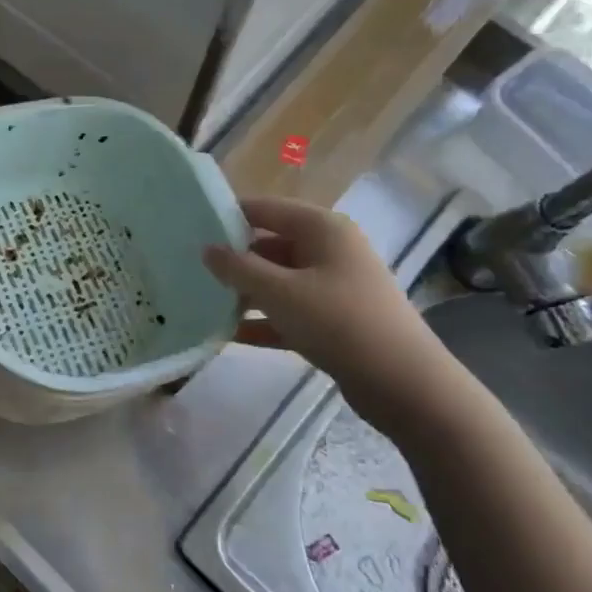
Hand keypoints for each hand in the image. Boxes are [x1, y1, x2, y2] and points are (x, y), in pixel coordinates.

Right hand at [203, 198, 450, 404]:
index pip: (264, 209)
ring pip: (278, 281)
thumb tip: (207, 249)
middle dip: (233, 259)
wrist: (403, 383)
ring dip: (245, 293)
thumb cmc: (338, 322)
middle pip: (270, 245)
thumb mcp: (279, 292)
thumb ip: (238, 268)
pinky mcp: (334, 320)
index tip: (189, 230)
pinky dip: (263, 321)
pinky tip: (228, 335)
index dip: (227, 216)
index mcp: (322, 228)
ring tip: (202, 303)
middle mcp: (329, 250)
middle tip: (189, 270)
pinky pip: (289, 312)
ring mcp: (334, 286)